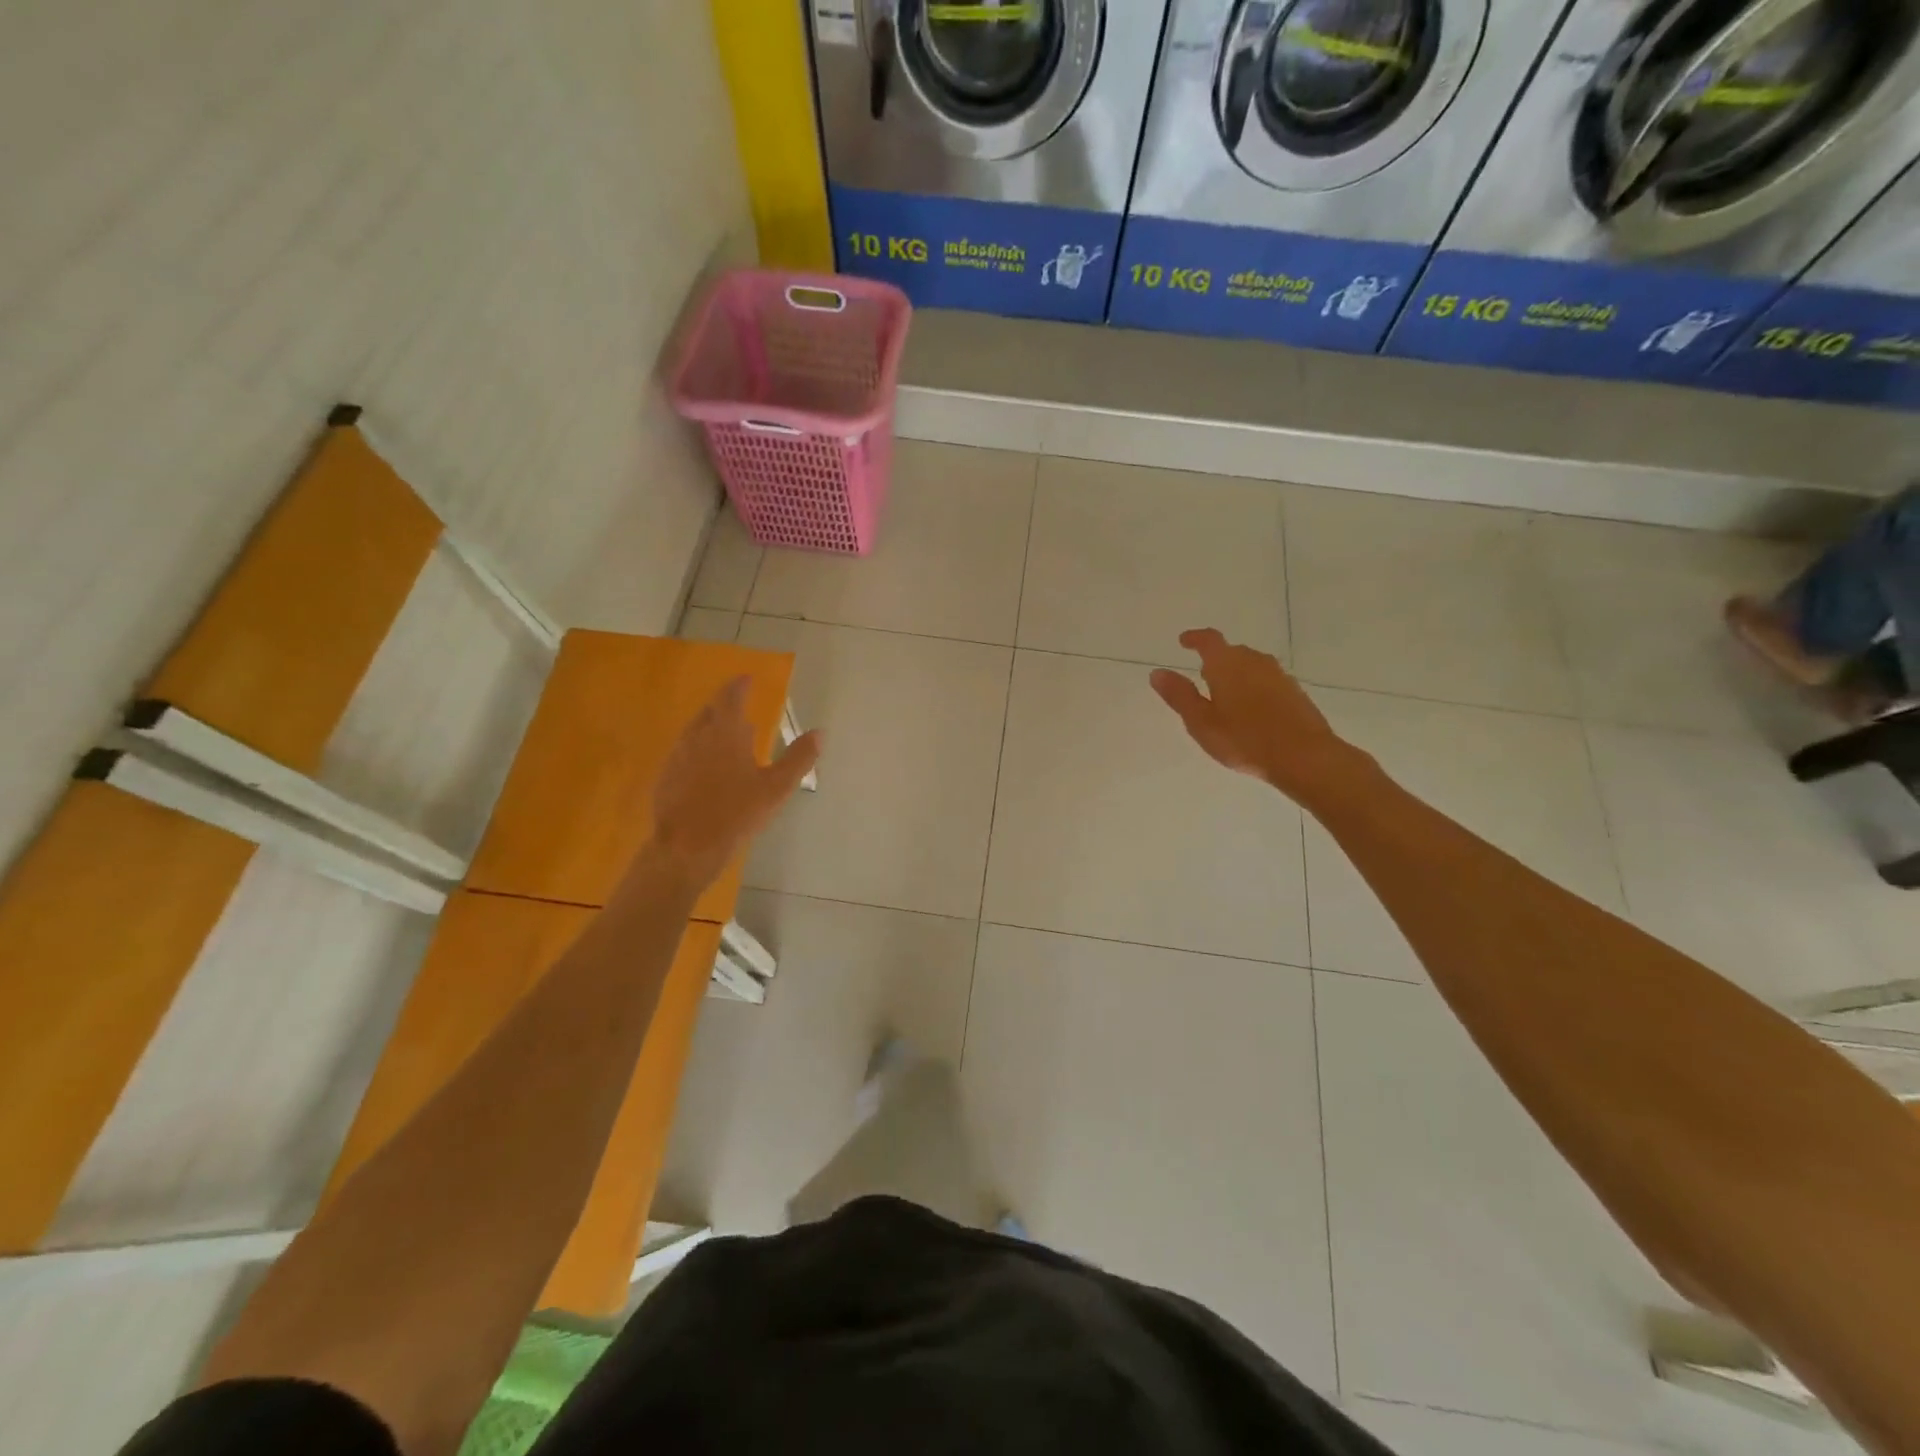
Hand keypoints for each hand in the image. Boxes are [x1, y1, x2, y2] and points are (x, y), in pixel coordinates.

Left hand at [644, 678, 821, 892]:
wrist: (687, 847)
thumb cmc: (736, 813)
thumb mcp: (776, 787)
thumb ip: (799, 758)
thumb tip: (820, 732)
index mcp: (726, 733)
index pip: (731, 698)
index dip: (739, 686)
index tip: (746, 678)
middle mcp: (698, 737)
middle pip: (710, 711)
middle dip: (724, 705)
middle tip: (738, 704)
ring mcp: (678, 756)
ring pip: (695, 731)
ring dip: (710, 726)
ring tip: (725, 733)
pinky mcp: (666, 776)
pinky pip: (684, 751)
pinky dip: (698, 748)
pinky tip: (705, 765)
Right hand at [1149, 629, 1357, 801]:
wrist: (1304, 756)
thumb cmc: (1244, 739)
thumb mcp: (1201, 722)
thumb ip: (1179, 695)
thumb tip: (1157, 672)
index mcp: (1227, 664)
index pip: (1208, 640)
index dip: (1194, 638)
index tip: (1184, 641)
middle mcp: (1254, 661)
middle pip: (1231, 652)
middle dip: (1215, 659)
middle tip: (1202, 675)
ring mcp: (1279, 675)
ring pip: (1251, 666)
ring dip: (1236, 674)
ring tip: (1225, 694)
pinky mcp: (1295, 692)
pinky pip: (1266, 681)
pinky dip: (1254, 687)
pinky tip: (1251, 709)